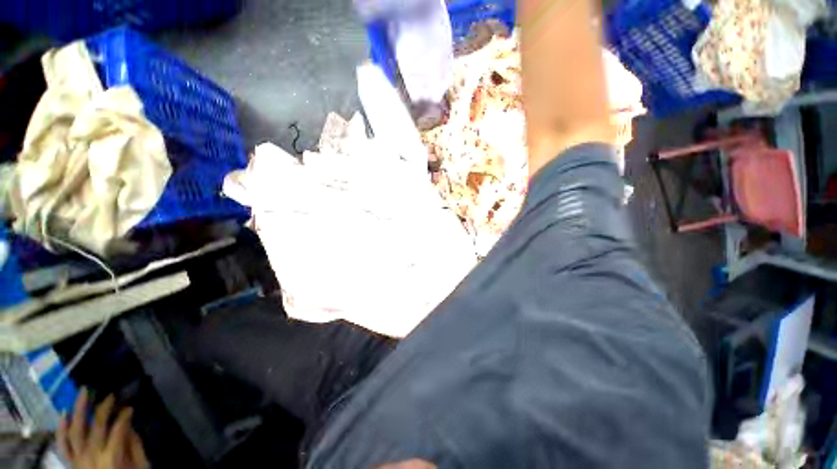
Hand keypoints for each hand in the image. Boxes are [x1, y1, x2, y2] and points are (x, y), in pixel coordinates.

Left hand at [57, 388, 148, 468]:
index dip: (124, 416)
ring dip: (79, 409)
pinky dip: (61, 428)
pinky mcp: (71, 462)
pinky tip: (63, 413)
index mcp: (112, 458)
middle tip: (110, 395)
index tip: (131, 408)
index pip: (118, 429)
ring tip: (83, 392)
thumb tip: (130, 425)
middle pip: (96, 426)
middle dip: (103, 408)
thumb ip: (134, 447)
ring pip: (75, 430)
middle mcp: (92, 456)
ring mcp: (78, 459)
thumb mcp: (140, 467)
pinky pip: (62, 444)